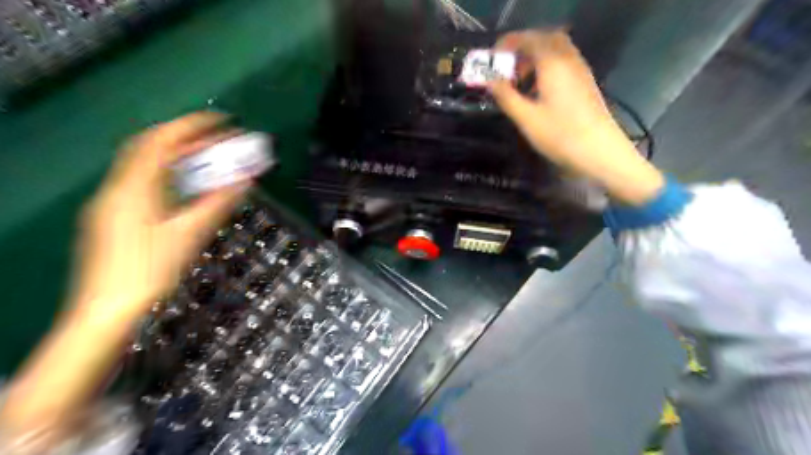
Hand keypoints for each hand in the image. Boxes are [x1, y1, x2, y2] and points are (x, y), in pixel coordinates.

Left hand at [1, 110, 251, 451]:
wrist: (107, 311)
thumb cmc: (149, 271)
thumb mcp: (189, 235)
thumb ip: (218, 203)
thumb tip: (245, 180)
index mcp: (134, 188)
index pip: (162, 141)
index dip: (192, 126)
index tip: (221, 121)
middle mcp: (117, 188)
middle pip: (149, 148)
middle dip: (185, 137)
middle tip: (217, 139)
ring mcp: (112, 203)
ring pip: (144, 165)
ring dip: (176, 156)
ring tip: (206, 158)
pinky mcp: (114, 217)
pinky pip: (142, 181)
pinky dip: (167, 173)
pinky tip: (184, 186)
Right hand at [492, 28, 661, 204]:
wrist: (600, 151)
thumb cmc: (560, 135)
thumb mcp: (526, 118)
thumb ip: (506, 96)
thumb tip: (489, 81)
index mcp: (553, 64)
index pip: (529, 40)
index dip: (509, 44)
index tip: (493, 58)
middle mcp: (569, 60)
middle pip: (545, 40)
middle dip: (523, 49)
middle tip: (507, 68)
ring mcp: (580, 71)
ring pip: (556, 51)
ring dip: (535, 59)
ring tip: (519, 81)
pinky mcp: (585, 84)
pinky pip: (563, 63)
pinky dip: (547, 68)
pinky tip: (538, 91)